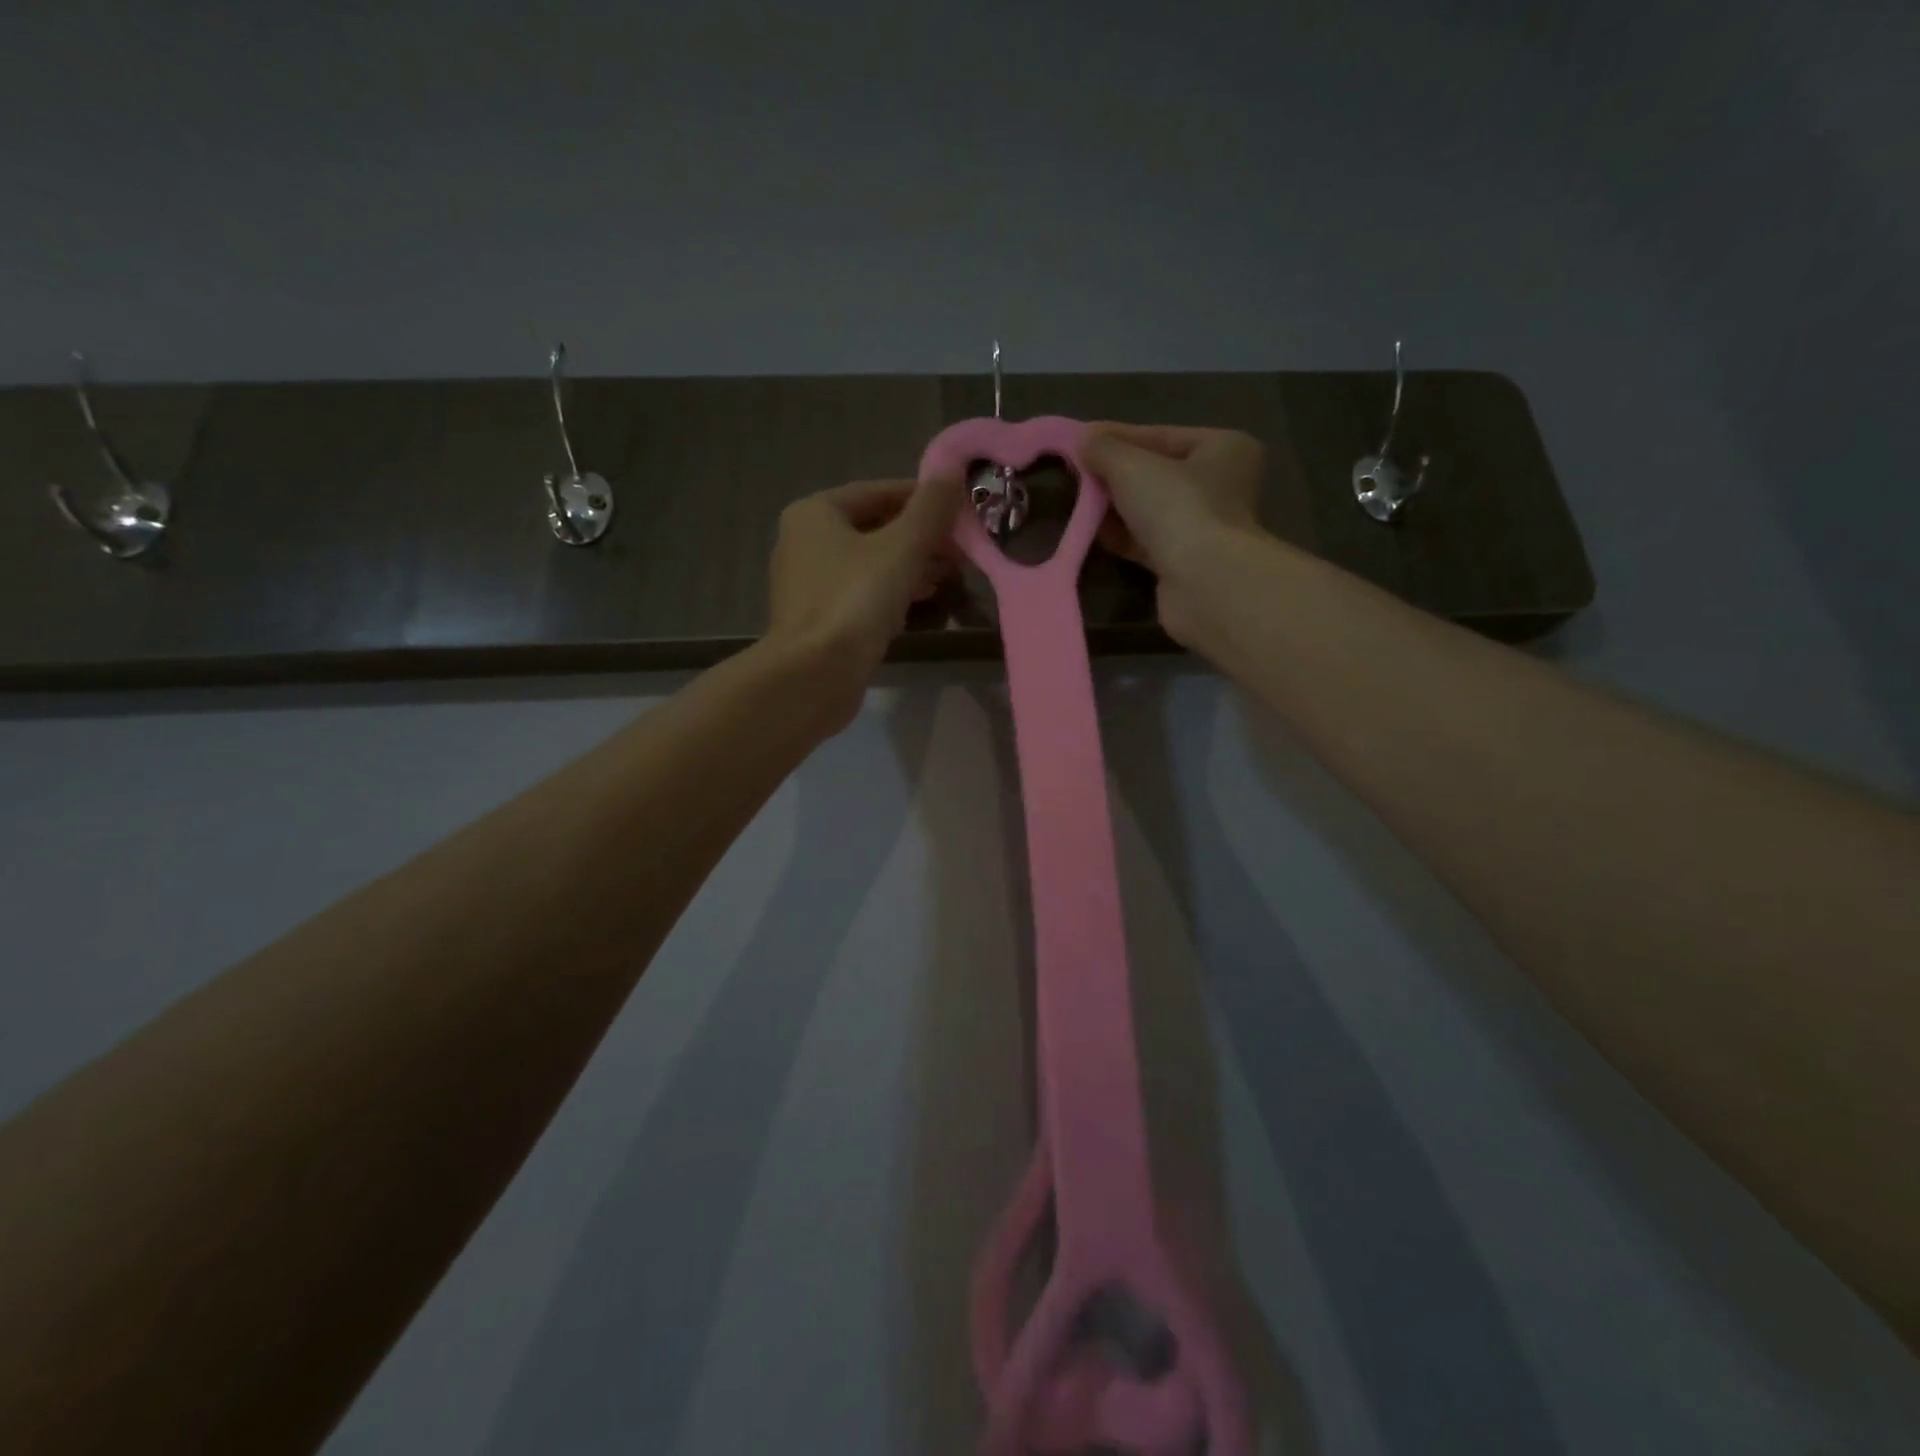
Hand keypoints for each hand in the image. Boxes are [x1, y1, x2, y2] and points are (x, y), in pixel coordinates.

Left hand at [766, 475, 962, 716]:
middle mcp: (805, 542)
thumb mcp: (901, 547)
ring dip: (911, 566)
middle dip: (920, 537)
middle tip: (960, 549)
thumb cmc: (855, 600)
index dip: (922, 498)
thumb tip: (952, 471)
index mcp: (815, 513)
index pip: (877, 491)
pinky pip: (862, 594)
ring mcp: (809, 584)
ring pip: (870, 564)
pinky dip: (892, 592)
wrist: (814, 675)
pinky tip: (922, 602)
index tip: (960, 510)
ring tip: (951, 575)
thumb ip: (930, 509)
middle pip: (874, 528)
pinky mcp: (819, 620)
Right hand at [1081, 423, 1267, 643]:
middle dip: (1116, 476)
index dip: (1118, 437)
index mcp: (1223, 448)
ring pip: (1151, 510)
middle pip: (1157, 474)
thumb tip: (1084, 439)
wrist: (1202, 583)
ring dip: (1116, 508)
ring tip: (1079, 503)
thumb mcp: (1131, 466)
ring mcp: (1205, 527)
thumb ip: (1105, 449)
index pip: (1161, 435)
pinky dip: (1123, 537)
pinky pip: (1148, 542)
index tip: (1081, 441)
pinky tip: (1095, 533)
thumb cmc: (1177, 508)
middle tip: (1077, 474)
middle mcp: (1221, 485)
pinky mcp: (1186, 563)